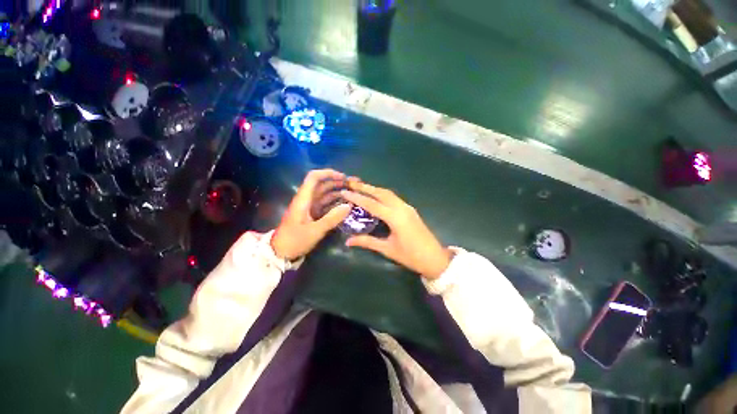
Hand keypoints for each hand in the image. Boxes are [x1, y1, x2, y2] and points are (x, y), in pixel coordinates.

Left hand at [271, 169, 351, 259]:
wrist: (281, 252)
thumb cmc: (294, 240)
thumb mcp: (314, 231)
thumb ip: (332, 218)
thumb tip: (348, 206)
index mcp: (303, 199)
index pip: (314, 178)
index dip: (328, 173)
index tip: (343, 177)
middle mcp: (307, 200)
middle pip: (322, 184)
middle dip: (338, 182)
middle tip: (354, 185)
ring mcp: (310, 207)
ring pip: (325, 194)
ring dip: (338, 191)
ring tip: (353, 193)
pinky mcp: (313, 214)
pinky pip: (326, 204)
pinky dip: (336, 202)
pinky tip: (346, 205)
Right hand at [341, 181, 452, 278]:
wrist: (435, 258)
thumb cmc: (411, 256)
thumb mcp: (387, 249)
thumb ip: (367, 242)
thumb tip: (348, 241)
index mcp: (395, 217)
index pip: (372, 204)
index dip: (357, 197)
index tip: (345, 191)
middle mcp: (401, 208)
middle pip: (381, 193)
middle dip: (366, 187)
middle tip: (352, 182)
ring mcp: (407, 207)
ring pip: (388, 193)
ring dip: (374, 189)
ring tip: (361, 187)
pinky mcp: (410, 210)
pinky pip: (394, 198)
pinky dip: (382, 194)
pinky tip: (376, 197)